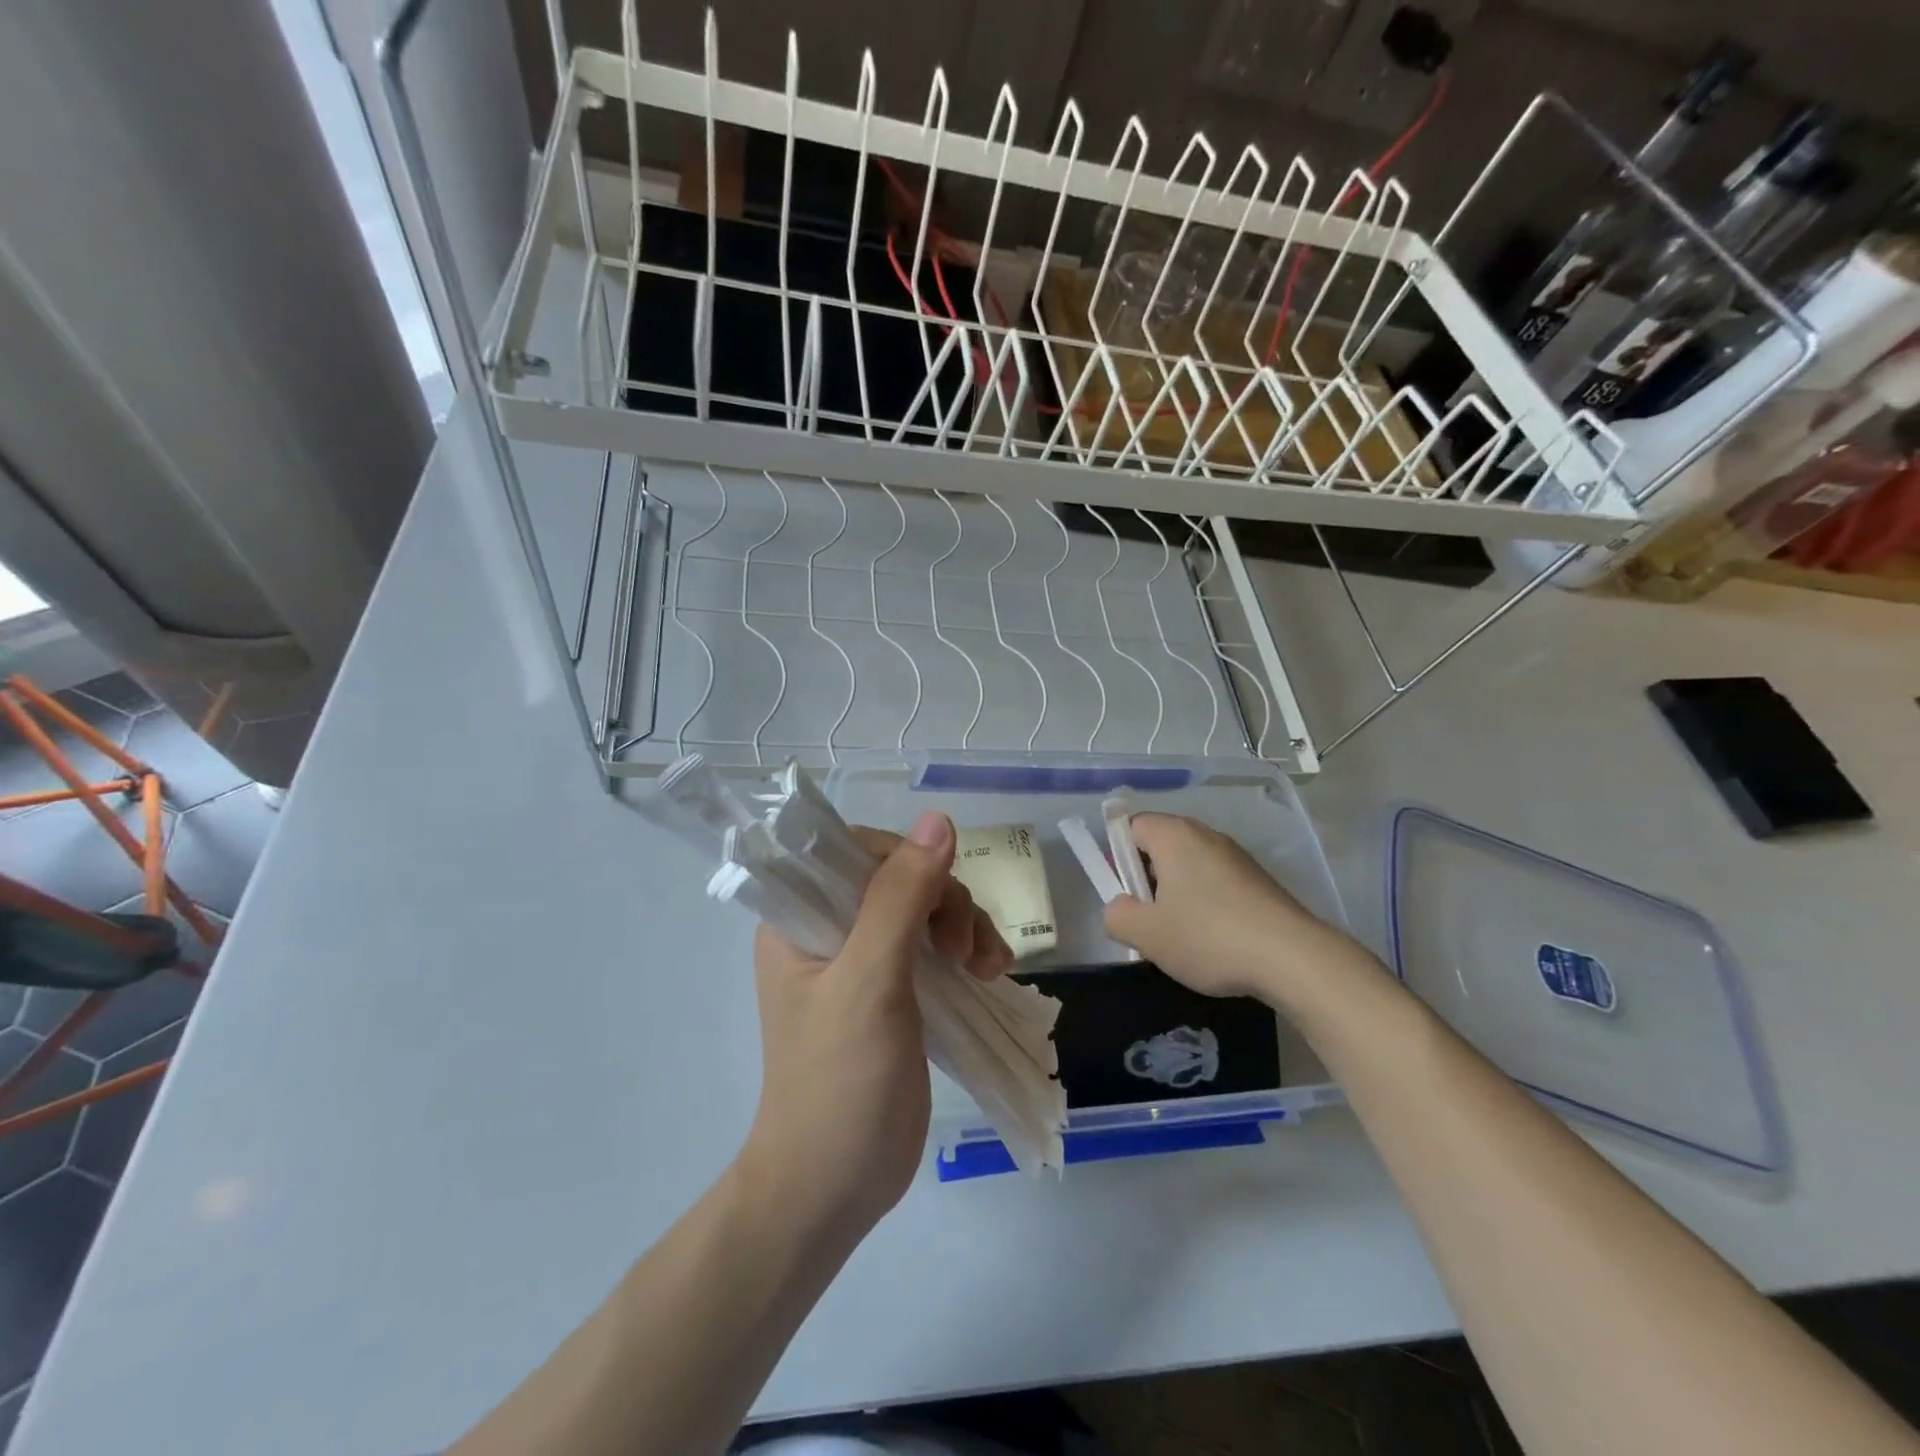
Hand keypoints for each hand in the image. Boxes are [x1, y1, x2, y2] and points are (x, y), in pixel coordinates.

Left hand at [738, 811, 1008, 1245]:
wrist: (834, 1187)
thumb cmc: (838, 1081)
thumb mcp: (869, 981)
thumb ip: (900, 898)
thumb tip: (940, 820)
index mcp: (799, 918)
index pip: (854, 851)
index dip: (904, 860)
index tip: (938, 897)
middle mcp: (828, 931)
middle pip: (899, 878)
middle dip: (944, 902)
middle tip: (964, 952)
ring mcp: (865, 963)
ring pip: (926, 910)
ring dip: (965, 926)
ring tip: (987, 968)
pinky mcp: (896, 993)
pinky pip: (938, 947)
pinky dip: (969, 951)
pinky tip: (992, 974)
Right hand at [1102, 813, 1367, 1007]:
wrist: (1293, 958)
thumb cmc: (1208, 937)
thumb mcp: (1146, 934)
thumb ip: (1117, 915)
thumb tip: (1120, 908)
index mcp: (1174, 835)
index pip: (1130, 826)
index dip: (1118, 857)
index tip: (1124, 893)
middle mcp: (1206, 835)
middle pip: (1160, 846)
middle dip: (1147, 880)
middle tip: (1147, 919)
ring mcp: (1237, 856)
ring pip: (1189, 868)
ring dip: (1176, 896)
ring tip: (1180, 937)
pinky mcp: (1259, 880)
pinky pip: (1216, 883)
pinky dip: (1206, 905)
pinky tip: (1213, 941)